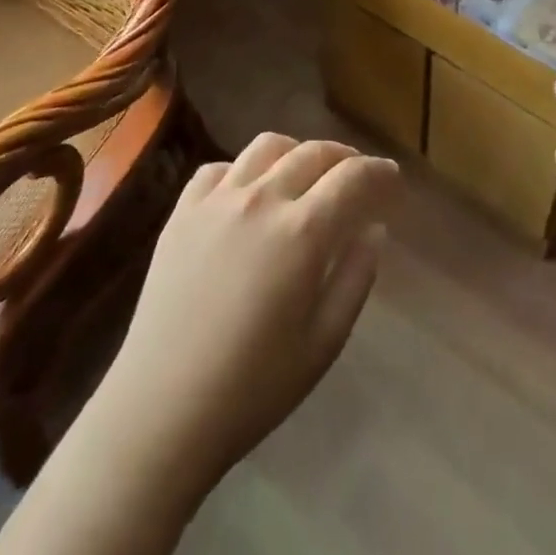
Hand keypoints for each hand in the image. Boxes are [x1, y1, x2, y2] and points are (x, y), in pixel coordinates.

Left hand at [85, 135, 398, 498]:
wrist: (162, 408)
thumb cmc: (254, 387)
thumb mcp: (324, 341)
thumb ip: (356, 276)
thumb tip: (374, 228)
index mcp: (302, 232)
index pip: (353, 178)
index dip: (380, 172)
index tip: (392, 179)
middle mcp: (262, 199)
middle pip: (313, 153)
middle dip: (344, 158)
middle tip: (357, 176)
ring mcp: (217, 200)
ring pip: (267, 146)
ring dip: (297, 151)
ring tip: (306, 174)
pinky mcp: (182, 210)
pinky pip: (220, 167)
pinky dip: (245, 169)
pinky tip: (249, 193)